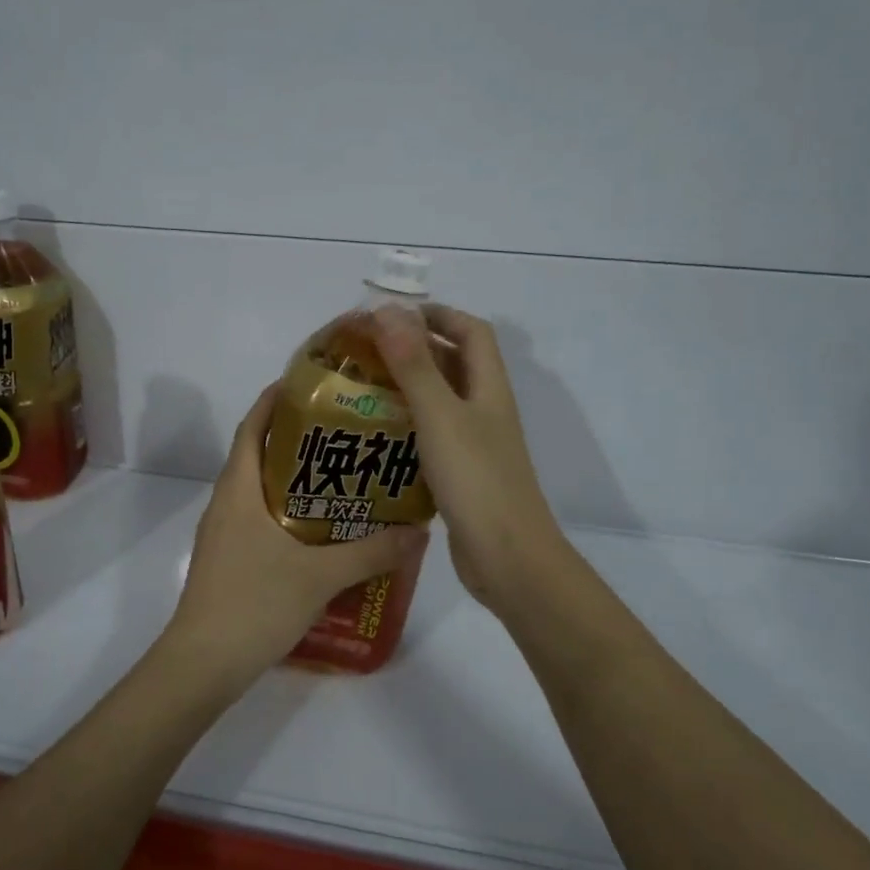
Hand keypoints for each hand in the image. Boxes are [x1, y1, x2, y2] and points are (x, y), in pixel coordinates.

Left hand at [161, 383, 425, 694]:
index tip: (312, 384)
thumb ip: (371, 552)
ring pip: (261, 489)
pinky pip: (262, 519)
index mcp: (238, 489)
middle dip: (298, 437)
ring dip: (296, 477)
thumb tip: (418, 530)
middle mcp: (227, 502)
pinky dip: (290, 511)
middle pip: (260, 453)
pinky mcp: (230, 559)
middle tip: (347, 431)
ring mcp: (225, 533)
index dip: (276, 399)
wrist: (202, 665)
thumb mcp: (320, 576)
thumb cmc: (253, 604)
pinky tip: (325, 529)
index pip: (253, 426)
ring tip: (345, 475)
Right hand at [372, 304, 566, 616]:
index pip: (471, 331)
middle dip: (414, 350)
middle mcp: (485, 410)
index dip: (438, 315)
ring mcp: (475, 444)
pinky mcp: (461, 474)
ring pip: (440, 401)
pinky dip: (407, 427)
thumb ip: (414, 364)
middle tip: (366, 352)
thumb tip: (389, 311)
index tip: (393, 316)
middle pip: (454, 364)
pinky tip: (375, 437)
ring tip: (361, 389)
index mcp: (488, 388)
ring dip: (407, 389)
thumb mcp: (440, 416)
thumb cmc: (476, 480)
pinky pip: (432, 436)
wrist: (507, 558)